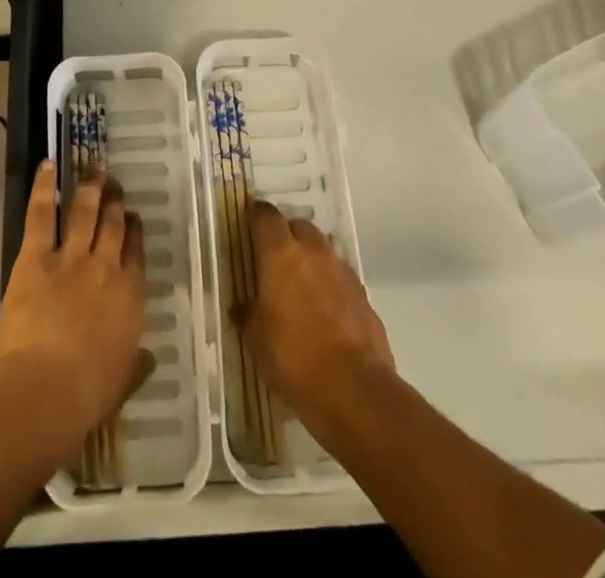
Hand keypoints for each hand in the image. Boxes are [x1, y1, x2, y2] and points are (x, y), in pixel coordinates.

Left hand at [0, 161, 151, 461]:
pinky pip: (43, 214)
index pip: (136, 253)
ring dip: (90, 186)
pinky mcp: (37, 256)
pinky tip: (48, 165)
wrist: (44, 391)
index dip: (135, 231)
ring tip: (94, 166)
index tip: (134, 216)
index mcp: (129, 297)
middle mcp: (106, 268)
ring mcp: (72, 257)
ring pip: (85, 211)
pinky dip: (45, 187)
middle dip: (115, 201)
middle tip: (114, 183)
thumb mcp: (121, 383)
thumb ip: (136, 364)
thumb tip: (149, 357)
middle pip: (114, 225)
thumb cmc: (86, 396)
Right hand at [239, 201, 393, 421]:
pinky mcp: (363, 294)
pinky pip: (340, 277)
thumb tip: (241, 306)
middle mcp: (313, 251)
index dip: (256, 215)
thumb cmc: (294, 358)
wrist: (356, 390)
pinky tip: (324, 311)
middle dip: (286, 236)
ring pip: (322, 250)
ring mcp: (342, 271)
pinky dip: (329, 284)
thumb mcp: (257, 340)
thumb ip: (248, 314)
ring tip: (300, 287)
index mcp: (281, 254)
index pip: (266, 215)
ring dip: (310, 259)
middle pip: (298, 226)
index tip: (249, 221)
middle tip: (273, 259)